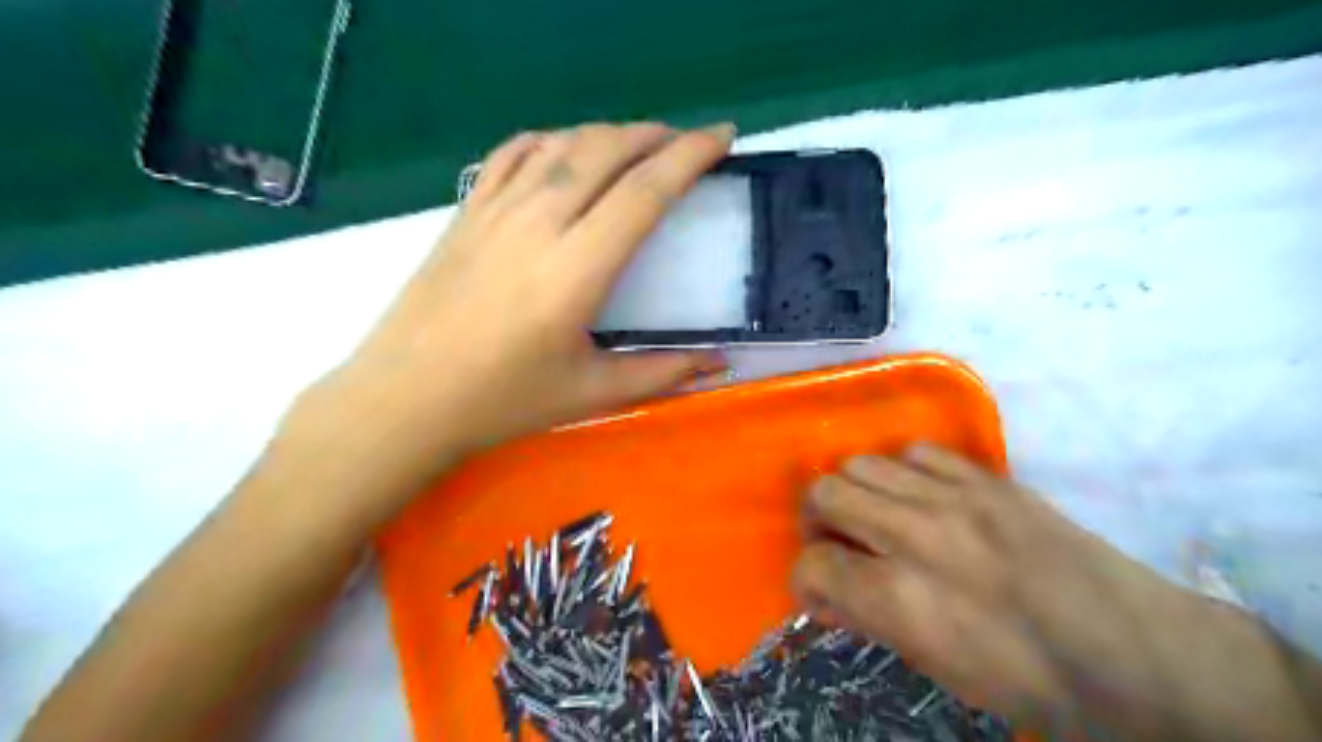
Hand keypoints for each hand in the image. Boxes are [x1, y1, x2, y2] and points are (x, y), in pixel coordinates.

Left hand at [291, 121, 734, 521]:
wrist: (406, 398)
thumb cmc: (503, 401)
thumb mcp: (592, 394)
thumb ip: (662, 373)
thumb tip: (719, 363)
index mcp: (576, 269)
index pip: (645, 192)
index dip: (690, 156)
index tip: (722, 137)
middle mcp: (538, 224)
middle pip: (605, 151)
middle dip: (655, 135)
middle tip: (685, 142)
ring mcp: (495, 211)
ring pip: (561, 144)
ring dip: (608, 133)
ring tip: (636, 143)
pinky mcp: (465, 213)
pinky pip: (511, 153)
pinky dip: (549, 139)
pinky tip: (564, 150)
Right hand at [788, 442, 1316, 738]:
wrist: (1139, 654)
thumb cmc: (1032, 682)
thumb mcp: (939, 669)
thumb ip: (872, 620)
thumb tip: (828, 593)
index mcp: (903, 600)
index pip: (814, 565)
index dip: (805, 581)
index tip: (820, 593)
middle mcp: (917, 536)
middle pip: (825, 493)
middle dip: (818, 521)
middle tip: (839, 545)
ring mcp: (955, 497)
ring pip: (861, 463)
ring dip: (853, 492)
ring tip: (874, 517)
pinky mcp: (988, 479)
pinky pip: (916, 452)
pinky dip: (901, 472)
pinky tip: (918, 497)